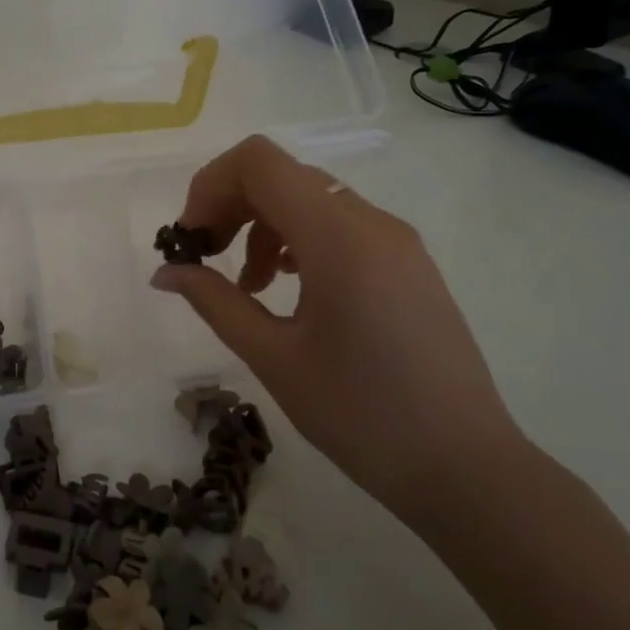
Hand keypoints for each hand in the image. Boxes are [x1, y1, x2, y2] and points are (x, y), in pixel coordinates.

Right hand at [150, 134, 524, 512]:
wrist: (464, 467)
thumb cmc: (361, 415)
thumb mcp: (273, 357)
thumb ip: (215, 302)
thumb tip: (165, 272)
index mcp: (339, 238)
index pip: (259, 162)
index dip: (209, 186)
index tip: (191, 240)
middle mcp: (372, 222)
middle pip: (282, 175)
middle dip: (230, 206)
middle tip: (205, 260)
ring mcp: (396, 241)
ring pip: (310, 198)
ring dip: (262, 226)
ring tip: (249, 288)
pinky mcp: (407, 263)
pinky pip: (340, 225)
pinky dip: (298, 240)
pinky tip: (288, 289)